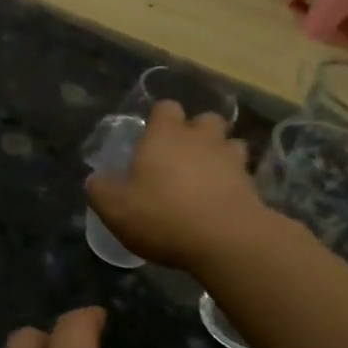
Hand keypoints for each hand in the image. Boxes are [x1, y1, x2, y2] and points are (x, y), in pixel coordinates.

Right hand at [86, 100, 263, 270]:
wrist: (226, 240)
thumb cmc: (163, 216)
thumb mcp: (115, 209)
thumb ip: (101, 190)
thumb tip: (95, 180)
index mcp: (164, 136)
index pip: (166, 107)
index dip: (159, 119)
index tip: (150, 139)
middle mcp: (200, 139)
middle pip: (205, 119)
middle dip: (196, 132)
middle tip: (181, 157)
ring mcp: (231, 159)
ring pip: (230, 143)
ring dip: (220, 154)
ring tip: (207, 177)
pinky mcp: (252, 184)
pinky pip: (243, 173)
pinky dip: (234, 182)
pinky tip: (222, 201)